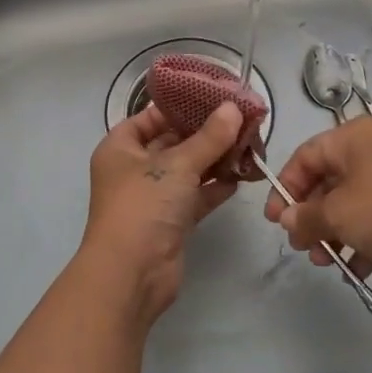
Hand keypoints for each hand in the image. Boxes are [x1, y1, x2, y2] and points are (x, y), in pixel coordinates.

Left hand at [75, 101, 246, 323]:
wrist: (131, 274)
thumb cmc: (143, 206)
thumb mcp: (177, 165)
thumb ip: (209, 138)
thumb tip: (233, 109)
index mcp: (120, 148)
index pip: (150, 117)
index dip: (180, 107)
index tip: (215, 98)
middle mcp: (133, 169)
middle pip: (173, 142)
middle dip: (206, 134)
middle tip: (243, 120)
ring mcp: (152, 197)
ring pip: (187, 170)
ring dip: (215, 160)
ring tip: (251, 145)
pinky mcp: (171, 221)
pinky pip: (196, 195)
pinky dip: (215, 187)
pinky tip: (243, 175)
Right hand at [262, 118, 371, 289]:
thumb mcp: (336, 214)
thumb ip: (304, 217)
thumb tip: (287, 220)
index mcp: (353, 138)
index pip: (305, 157)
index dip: (285, 188)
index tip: (275, 220)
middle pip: (327, 182)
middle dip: (310, 217)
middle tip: (300, 246)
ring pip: (351, 204)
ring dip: (333, 234)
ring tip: (325, 262)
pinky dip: (361, 242)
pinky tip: (353, 271)